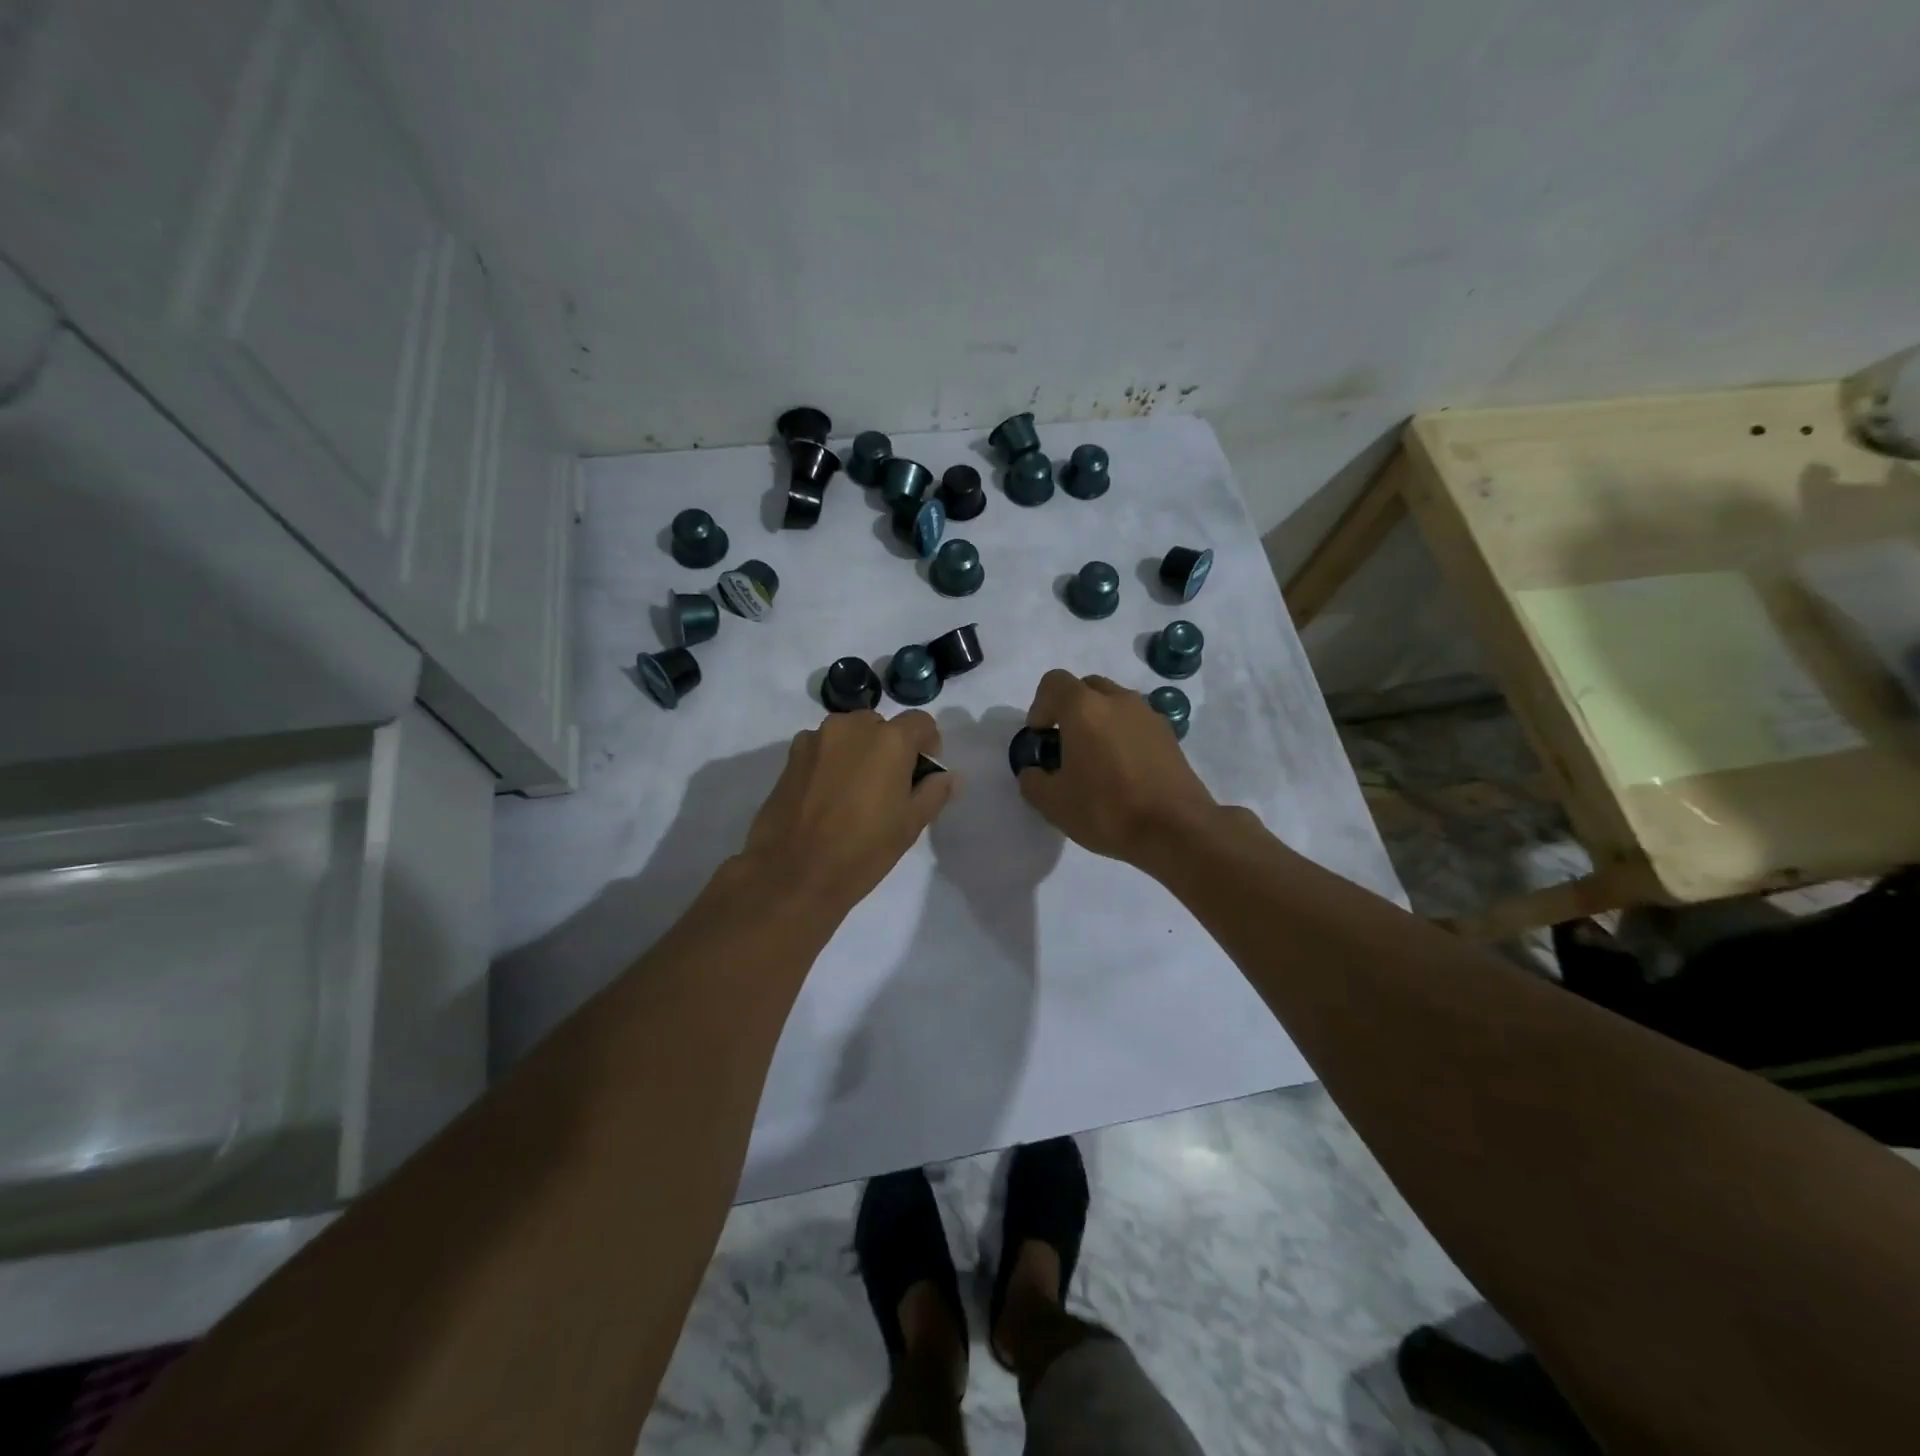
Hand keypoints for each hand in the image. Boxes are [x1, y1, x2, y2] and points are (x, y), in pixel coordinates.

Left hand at [740, 709, 955, 915]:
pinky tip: (826, 798)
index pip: (921, 722)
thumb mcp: (910, 824)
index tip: (921, 776)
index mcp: (889, 739)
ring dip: (858, 753)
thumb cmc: (862, 850)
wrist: (793, 874)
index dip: (927, 746)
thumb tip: (947, 776)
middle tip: (887, 788)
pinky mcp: (790, 756)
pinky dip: (831, 762)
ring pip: (849, 735)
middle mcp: (851, 726)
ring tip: (854, 794)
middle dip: (890, 748)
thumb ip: (934, 791)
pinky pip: (822, 749)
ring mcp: (816, 738)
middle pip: (881, 726)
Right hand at [1017, 670, 1219, 865]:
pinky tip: (1123, 771)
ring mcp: (1148, 714)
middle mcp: (1117, 700)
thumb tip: (1035, 772)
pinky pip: (1136, 723)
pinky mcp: (1169, 735)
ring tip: (1096, 761)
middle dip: (1069, 710)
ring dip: (1098, 721)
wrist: (1176, 829)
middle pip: (1086, 688)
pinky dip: (1123, 735)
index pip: (1053, 683)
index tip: (1041, 738)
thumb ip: (1033, 781)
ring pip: (1114, 703)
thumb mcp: (1053, 803)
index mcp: (1084, 708)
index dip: (1040, 706)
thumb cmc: (1107, 810)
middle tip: (1066, 747)